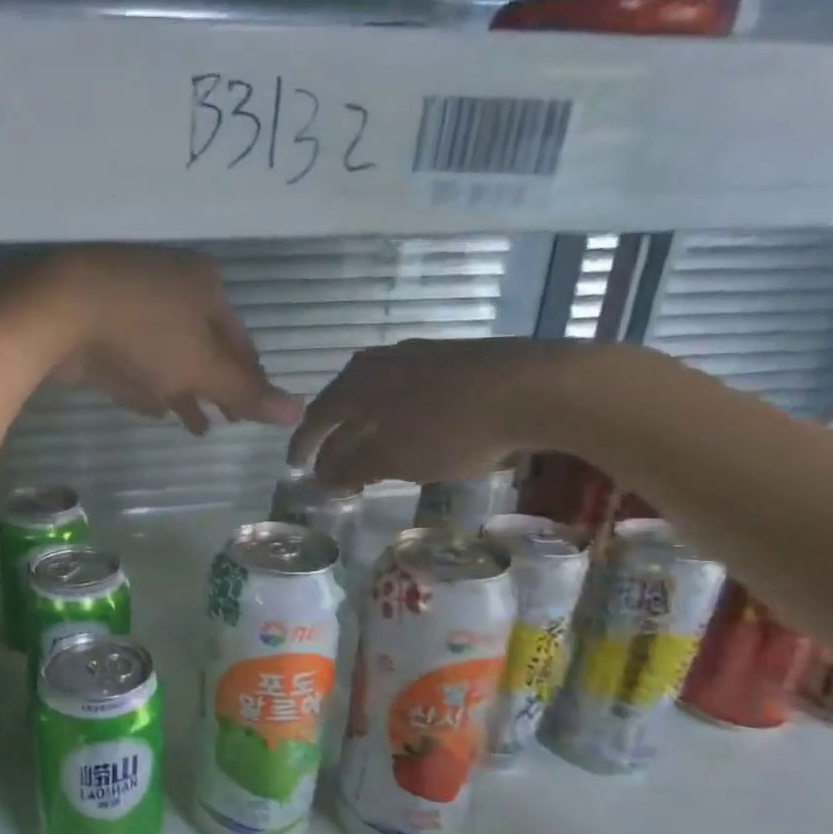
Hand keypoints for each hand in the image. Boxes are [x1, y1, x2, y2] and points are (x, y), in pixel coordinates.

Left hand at [0, 246, 301, 433]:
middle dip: (215, 388)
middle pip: (203, 348)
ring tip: (197, 427)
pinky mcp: (96, 326)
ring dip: (183, 392)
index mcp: (205, 287)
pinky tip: (156, 410)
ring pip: (167, 356)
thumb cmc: (145, 332)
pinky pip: (135, 361)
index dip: (249, 380)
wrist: (57, 311)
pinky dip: (148, 385)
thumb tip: (299, 412)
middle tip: (227, 422)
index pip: (240, 342)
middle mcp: (171, 289)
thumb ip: (246, 392)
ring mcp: (131, 305)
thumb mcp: (203, 367)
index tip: (252, 413)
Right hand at [288, 338, 623, 486]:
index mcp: (358, 384)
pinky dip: (398, 414)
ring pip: (378, 393)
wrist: (537, 387)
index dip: (303, 445)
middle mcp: (381, 363)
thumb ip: (352, 468)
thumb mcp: (395, 458)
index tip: (295, 467)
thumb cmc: (452, 428)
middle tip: (331, 462)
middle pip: (345, 400)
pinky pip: (408, 389)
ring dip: (368, 424)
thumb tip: (321, 478)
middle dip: (335, 434)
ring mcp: (420, 355)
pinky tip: (414, 427)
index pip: (317, 416)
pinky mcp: (455, 358)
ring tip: (371, 447)